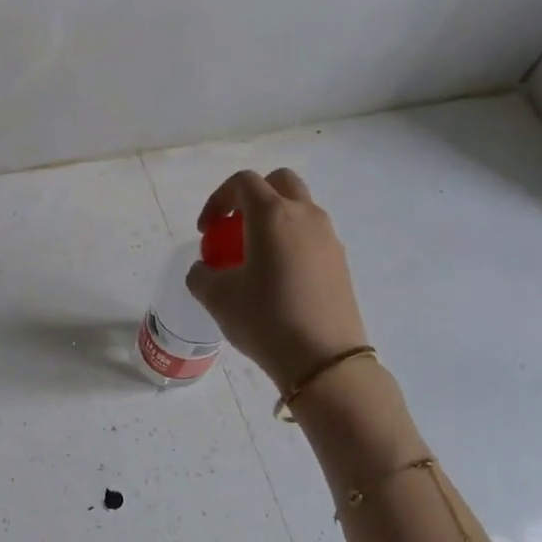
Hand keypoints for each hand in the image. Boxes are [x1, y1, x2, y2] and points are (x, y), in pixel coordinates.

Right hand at [186, 168, 368, 392]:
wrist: (322, 359)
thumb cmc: (264, 319)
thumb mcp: (216, 297)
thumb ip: (201, 274)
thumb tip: (206, 269)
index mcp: (272, 215)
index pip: (243, 182)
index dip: (217, 199)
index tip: (206, 231)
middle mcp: (305, 216)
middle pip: (280, 182)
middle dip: (252, 198)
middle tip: (234, 228)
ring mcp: (328, 237)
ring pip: (299, 209)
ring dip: (273, 220)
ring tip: (254, 257)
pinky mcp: (340, 261)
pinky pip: (311, 236)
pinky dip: (290, 242)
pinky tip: (277, 279)